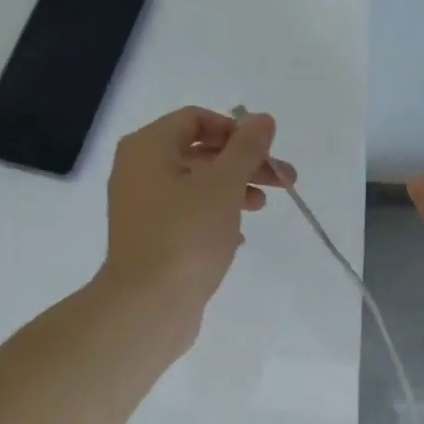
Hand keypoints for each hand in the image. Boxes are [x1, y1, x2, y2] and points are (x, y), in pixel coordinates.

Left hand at [97, 107, 293, 334]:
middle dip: (244, 163)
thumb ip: (247, 148)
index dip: (235, 129)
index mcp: (148, 148)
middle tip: (284, 179)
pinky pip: (188, 213)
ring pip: (197, 184)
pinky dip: (216, 215)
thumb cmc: (186, 235)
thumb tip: (263, 118)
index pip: (195, 119)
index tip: (265, 150)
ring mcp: (143, 206)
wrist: (148, 305)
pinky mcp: (151, 237)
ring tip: (263, 207)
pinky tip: (239, 235)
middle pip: (200, 152)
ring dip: (235, 188)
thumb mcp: (224, 185)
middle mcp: (139, 170)